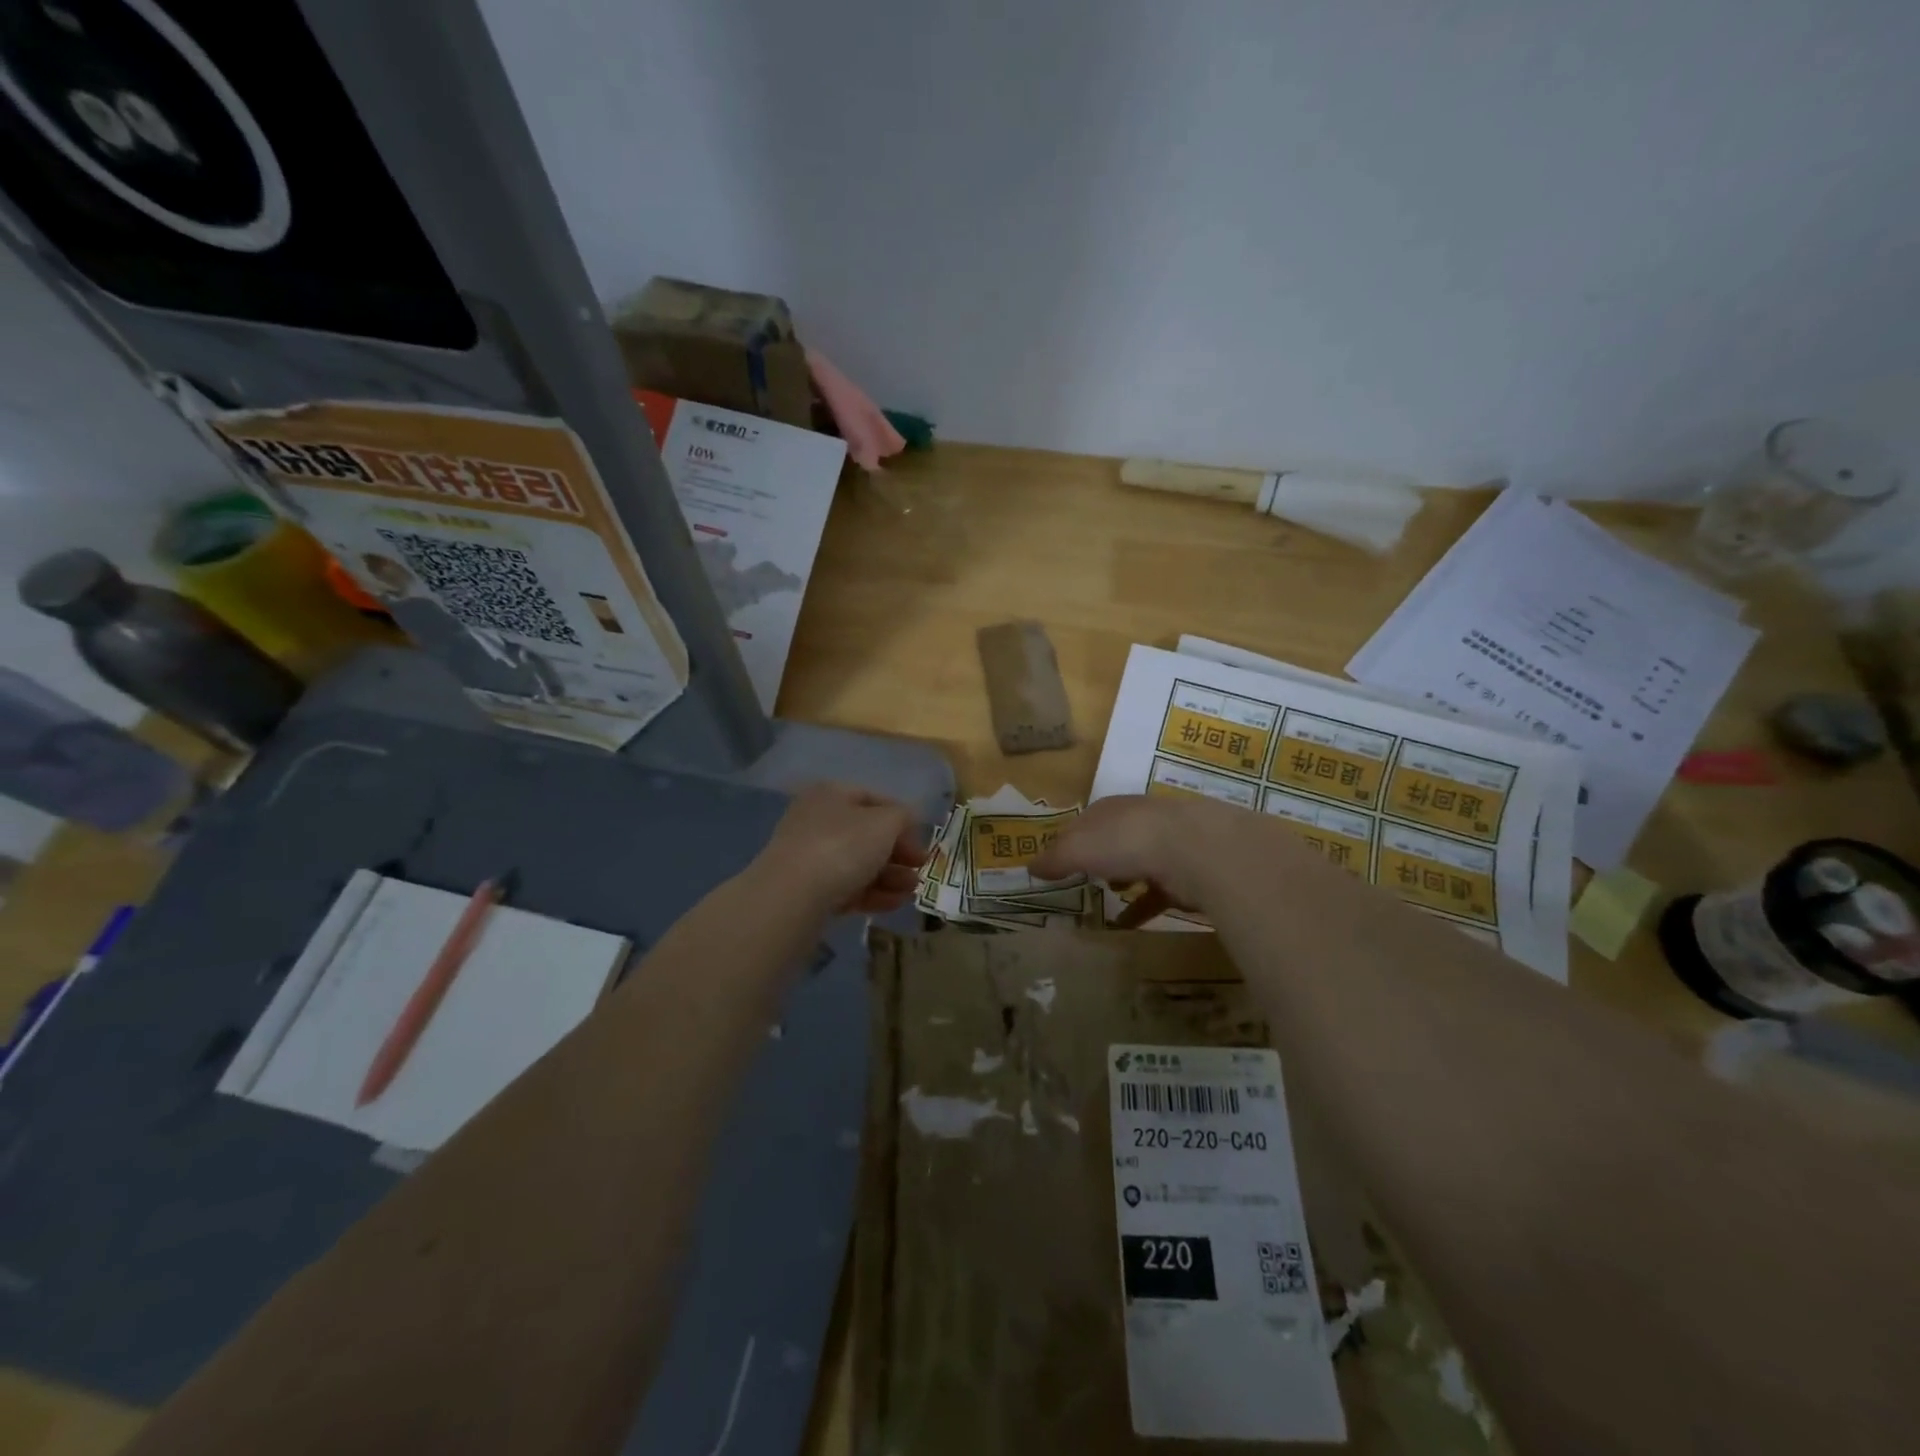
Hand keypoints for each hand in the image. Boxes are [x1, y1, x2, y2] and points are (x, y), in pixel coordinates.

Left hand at [752, 783, 927, 914]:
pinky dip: (872, 894)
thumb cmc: (843, 846)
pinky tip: (893, 903)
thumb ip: (903, 817)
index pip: (874, 799)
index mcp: (831, 794)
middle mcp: (817, 820)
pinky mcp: (808, 890)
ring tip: (912, 891)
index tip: (923, 840)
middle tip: (920, 868)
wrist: (793, 895)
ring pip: (858, 863)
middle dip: (899, 853)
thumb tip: (907, 820)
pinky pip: (847, 887)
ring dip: (890, 876)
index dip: (903, 818)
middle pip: (867, 834)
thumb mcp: (885, 823)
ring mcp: (809, 857)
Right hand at [1030, 794, 1258, 919]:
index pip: (1084, 822)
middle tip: (1081, 878)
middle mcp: (1138, 821)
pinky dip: (1142, 907)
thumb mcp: (1078, 848)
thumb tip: (1030, 867)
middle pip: (1112, 839)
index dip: (1068, 841)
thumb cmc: (1126, 841)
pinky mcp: (1185, 874)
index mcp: (1110, 809)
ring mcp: (1166, 846)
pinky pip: (1156, 894)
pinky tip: (1128, 925)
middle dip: (1098, 856)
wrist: (1195, 849)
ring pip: (1138, 863)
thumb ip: (1055, 858)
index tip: (1056, 862)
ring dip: (1123, 877)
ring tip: (1107, 895)